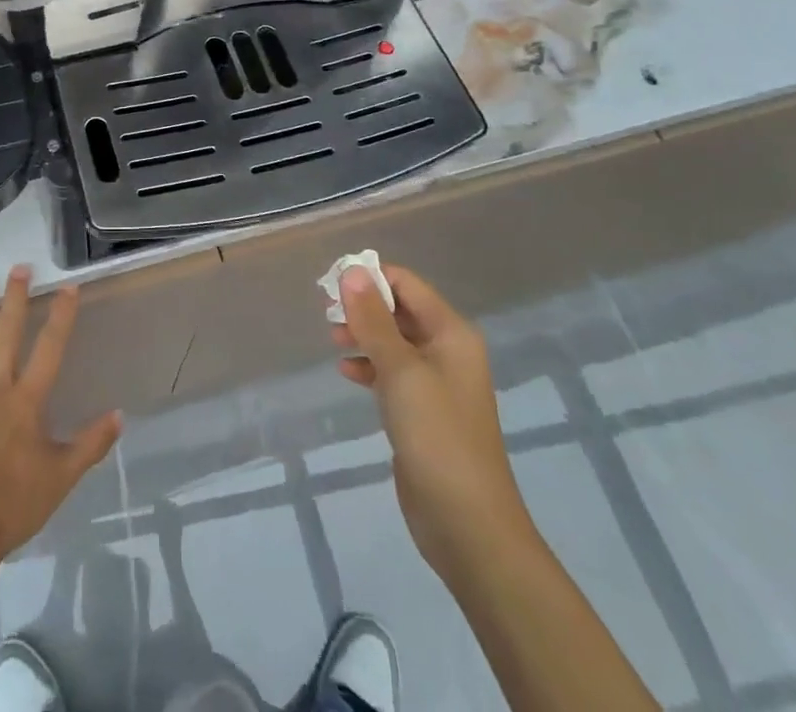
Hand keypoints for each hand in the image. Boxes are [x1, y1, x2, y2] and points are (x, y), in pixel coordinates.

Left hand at [0, 267, 122, 564]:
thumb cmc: (12, 506)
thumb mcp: (61, 478)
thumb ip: (90, 444)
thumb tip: (120, 415)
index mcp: (27, 402)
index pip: (50, 348)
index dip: (61, 316)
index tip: (68, 287)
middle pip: (7, 334)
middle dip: (15, 298)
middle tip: (19, 267)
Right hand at [332, 264, 535, 583]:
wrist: (468, 524)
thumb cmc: (437, 435)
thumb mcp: (400, 370)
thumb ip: (373, 319)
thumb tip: (352, 271)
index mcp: (452, 333)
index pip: (407, 284)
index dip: (370, 278)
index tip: (331, 286)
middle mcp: (447, 351)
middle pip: (400, 310)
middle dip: (363, 307)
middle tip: (327, 314)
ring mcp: (436, 383)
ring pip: (393, 341)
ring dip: (363, 335)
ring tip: (333, 340)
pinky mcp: (423, 412)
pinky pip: (392, 373)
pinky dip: (369, 366)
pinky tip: (346, 372)